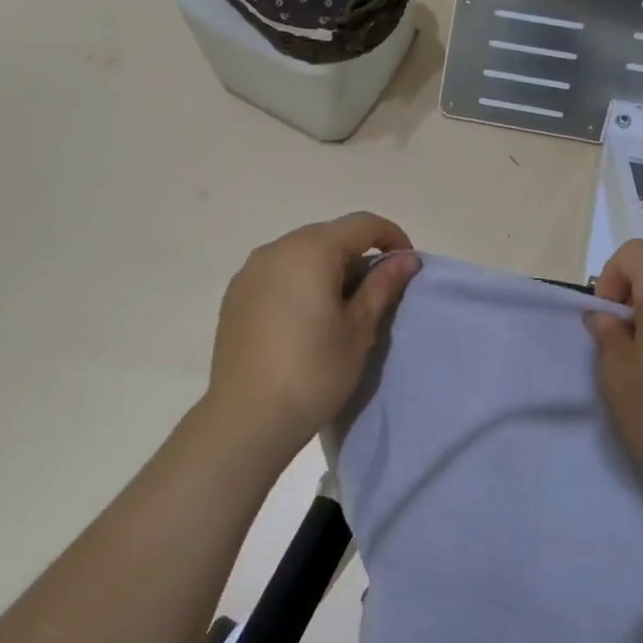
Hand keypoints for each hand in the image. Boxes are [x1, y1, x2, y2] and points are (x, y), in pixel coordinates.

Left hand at [203, 212, 420, 470]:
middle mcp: (275, 249)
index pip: (362, 224)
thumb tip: (406, 259)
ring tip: (342, 308)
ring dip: (328, 268)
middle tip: (377, 293)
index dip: (391, 237)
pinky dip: (300, 282)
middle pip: (328, 235)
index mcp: (310, 250)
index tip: (407, 267)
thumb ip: (382, 286)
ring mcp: (249, 272)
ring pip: (301, 253)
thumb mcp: (358, 329)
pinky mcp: (235, 295)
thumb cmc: (313, 372)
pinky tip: (306, 319)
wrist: (247, 418)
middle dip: (358, 254)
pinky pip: (277, 273)